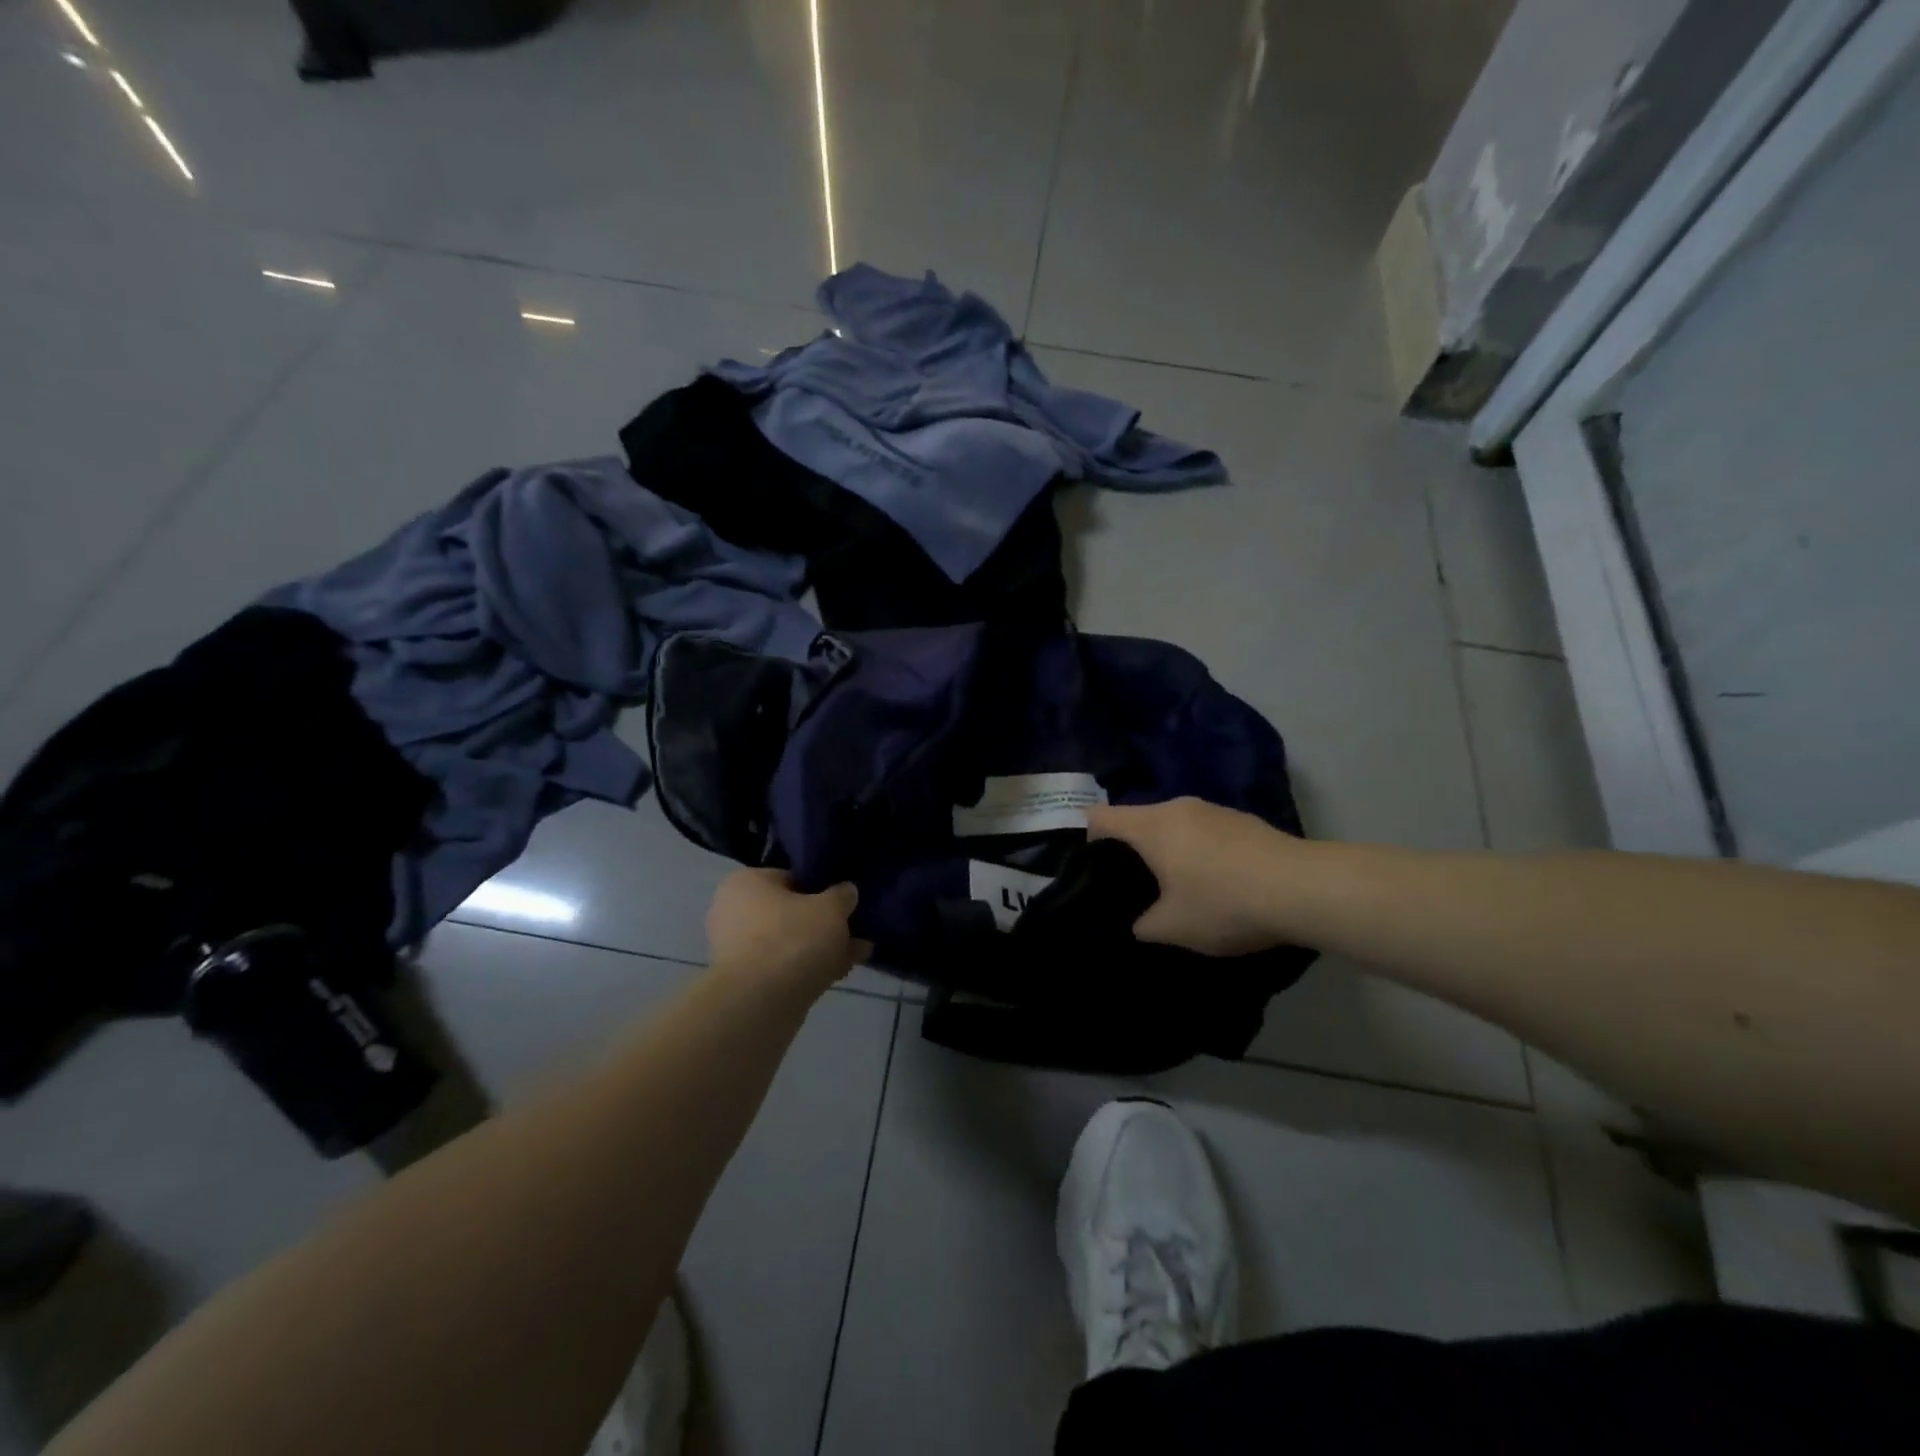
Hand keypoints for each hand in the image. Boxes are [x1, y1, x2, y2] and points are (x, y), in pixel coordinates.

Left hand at [706, 869, 871, 992]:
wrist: (762, 1002)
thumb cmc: (793, 938)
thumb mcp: (831, 908)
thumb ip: (842, 896)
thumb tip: (846, 891)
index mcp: (746, 883)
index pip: (790, 877)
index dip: (821, 888)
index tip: (844, 901)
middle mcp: (735, 912)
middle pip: (791, 912)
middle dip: (825, 922)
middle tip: (855, 928)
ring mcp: (738, 950)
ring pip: (791, 942)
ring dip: (823, 947)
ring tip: (859, 952)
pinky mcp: (748, 982)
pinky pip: (786, 966)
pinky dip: (811, 967)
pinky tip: (843, 971)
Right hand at [1085, 797, 1302, 955]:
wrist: (1303, 888)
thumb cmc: (1224, 903)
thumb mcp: (1173, 927)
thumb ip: (1144, 924)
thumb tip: (1140, 922)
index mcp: (1151, 826)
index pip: (1099, 818)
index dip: (1083, 838)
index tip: (1084, 865)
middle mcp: (1178, 807)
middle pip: (1137, 820)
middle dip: (1129, 849)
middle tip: (1128, 884)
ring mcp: (1214, 810)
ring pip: (1174, 825)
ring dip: (1167, 850)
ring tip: (1172, 885)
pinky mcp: (1243, 820)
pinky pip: (1204, 831)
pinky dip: (1198, 850)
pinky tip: (1215, 881)